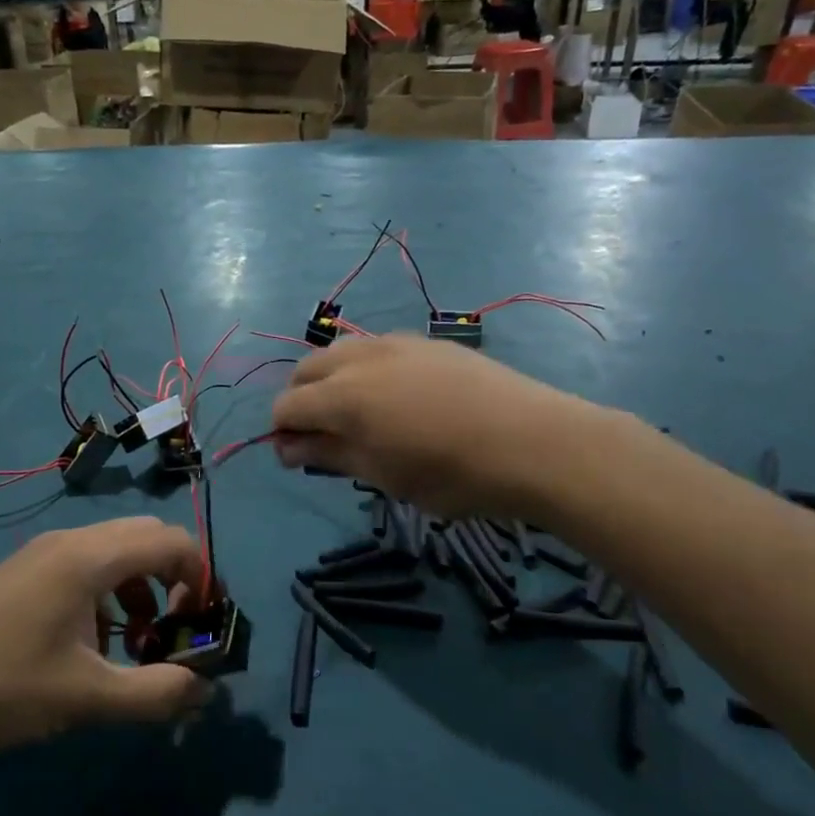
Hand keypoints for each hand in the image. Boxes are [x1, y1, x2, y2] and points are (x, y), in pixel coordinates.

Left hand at [0, 519, 214, 765]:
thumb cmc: (2, 688)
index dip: (201, 577)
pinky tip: (91, 647)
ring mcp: (39, 557)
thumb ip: (157, 693)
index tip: (203, 625)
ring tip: (137, 645)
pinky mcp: (20, 576)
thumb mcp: (88, 698)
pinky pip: (84, 569)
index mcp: (89, 557)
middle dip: (174, 580)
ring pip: (114, 554)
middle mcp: (68, 542)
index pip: (170, 541)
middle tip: (177, 630)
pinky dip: (108, 596)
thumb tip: (205, 692)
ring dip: (141, 590)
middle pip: (145, 539)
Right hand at [270, 334, 585, 516]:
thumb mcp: (383, 474)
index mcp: (342, 395)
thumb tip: (287, 447)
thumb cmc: (450, 473)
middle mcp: (360, 358)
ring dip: (332, 380)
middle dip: (302, 400)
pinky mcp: (426, 341)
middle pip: (306, 370)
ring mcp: (395, 343)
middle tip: (324, 437)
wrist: (532, 441)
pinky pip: (376, 348)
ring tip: (358, 415)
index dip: (283, 433)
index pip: (286, 406)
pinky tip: (396, 397)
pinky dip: (366, 369)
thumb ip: (329, 454)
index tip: (299, 458)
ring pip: (341, 352)